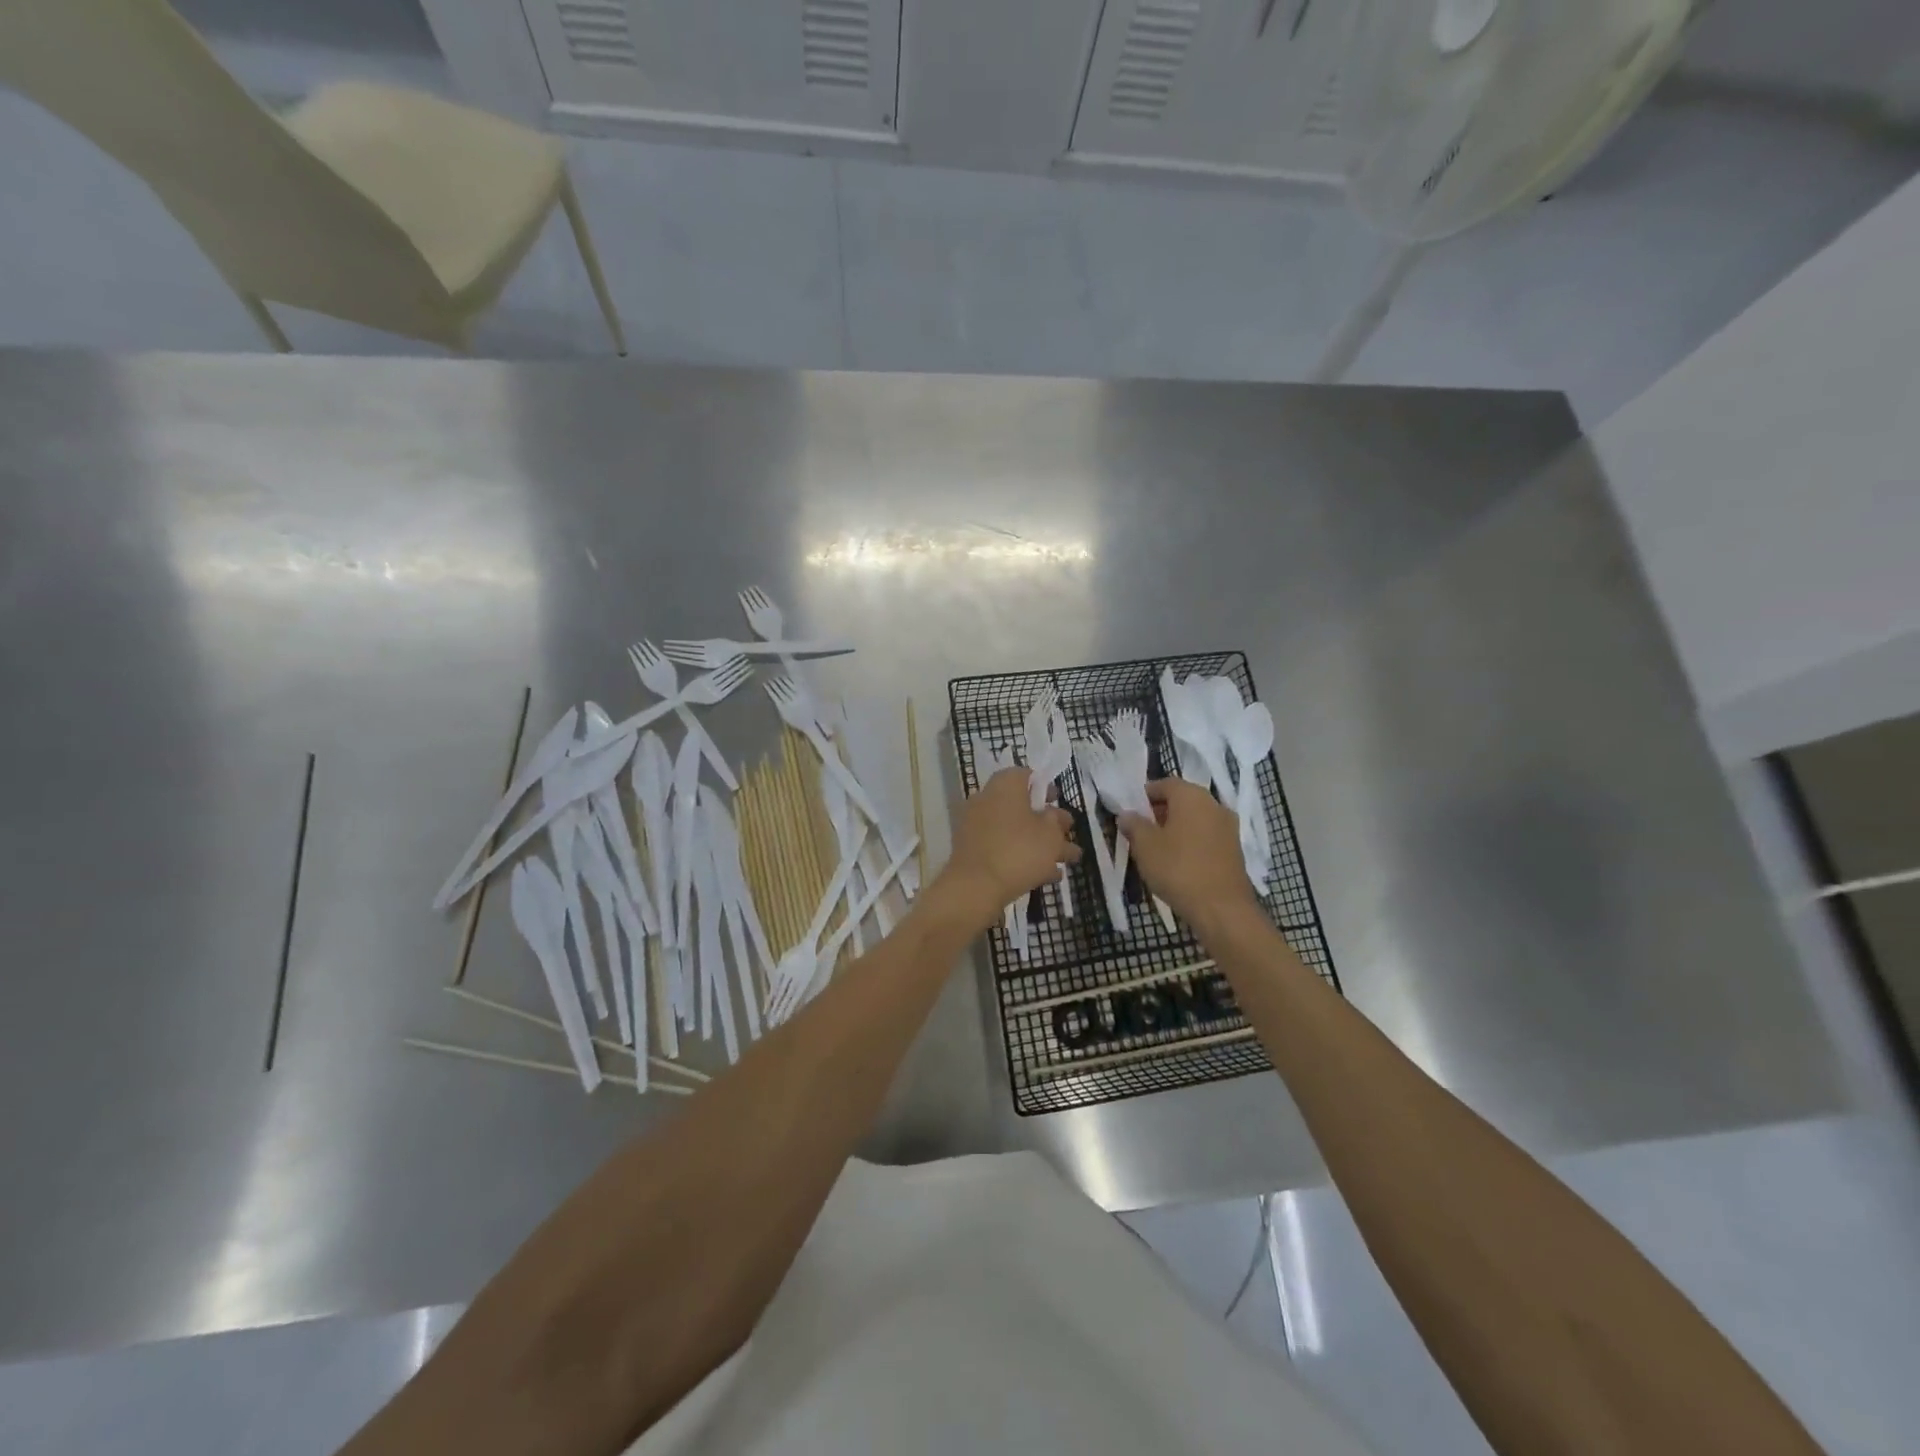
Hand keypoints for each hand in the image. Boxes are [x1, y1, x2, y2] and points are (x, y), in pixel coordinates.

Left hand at [934, 767, 1079, 931]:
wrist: (975, 887)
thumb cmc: (1019, 851)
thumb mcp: (1050, 834)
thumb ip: (1057, 820)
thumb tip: (1055, 814)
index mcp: (1004, 785)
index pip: (1026, 775)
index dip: (1045, 787)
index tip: (1058, 803)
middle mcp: (986, 799)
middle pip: (1021, 805)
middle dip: (1046, 822)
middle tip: (1065, 837)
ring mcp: (975, 825)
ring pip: (1013, 829)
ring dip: (1038, 843)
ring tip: (1063, 863)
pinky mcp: (971, 849)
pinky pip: (1001, 846)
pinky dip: (1020, 856)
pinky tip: (1044, 876)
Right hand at [1118, 778, 1257, 929]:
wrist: (1222, 908)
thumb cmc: (1178, 869)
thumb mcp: (1145, 846)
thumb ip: (1134, 825)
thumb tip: (1127, 814)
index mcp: (1192, 796)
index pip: (1165, 783)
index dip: (1145, 795)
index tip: (1131, 811)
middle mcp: (1214, 805)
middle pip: (1182, 800)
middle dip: (1160, 812)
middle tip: (1140, 830)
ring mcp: (1228, 828)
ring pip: (1195, 819)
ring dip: (1176, 827)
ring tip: (1156, 848)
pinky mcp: (1234, 850)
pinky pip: (1206, 836)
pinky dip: (1191, 842)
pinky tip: (1178, 862)